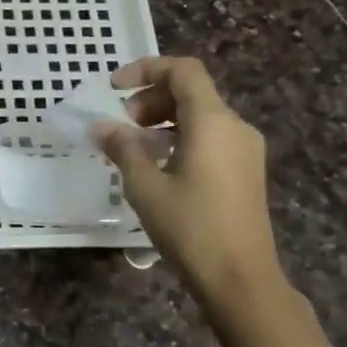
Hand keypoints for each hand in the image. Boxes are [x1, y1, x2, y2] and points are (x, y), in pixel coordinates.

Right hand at [91, 56, 282, 304]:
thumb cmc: (190, 227)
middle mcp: (235, 127)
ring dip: (163, 119)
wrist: (240, 277)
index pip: (183, 71)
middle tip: (121, 124)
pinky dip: (179, 137)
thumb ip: (122, 148)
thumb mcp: (144, 186)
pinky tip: (157, 165)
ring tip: (133, 146)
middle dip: (151, 98)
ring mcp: (245, 150)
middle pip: (191, 91)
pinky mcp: (245, 171)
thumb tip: (101, 126)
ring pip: (200, 115)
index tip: (113, 87)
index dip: (146, 69)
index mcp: (213, 122)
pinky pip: (210, 137)